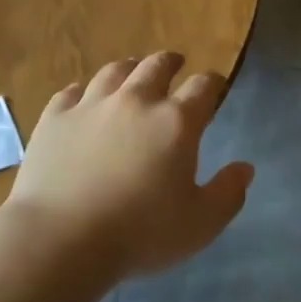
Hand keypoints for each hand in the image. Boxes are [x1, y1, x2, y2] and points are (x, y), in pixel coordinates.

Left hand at [4, 52, 253, 281]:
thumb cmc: (140, 234)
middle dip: (170, 62)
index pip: (203, 86)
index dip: (213, 83)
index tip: (215, 86)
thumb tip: (245, 168)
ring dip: (129, 68)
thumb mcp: (200, 224)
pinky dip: (81, 92)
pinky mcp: (55, 117)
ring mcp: (92, 105)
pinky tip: (81, 98)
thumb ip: (228, 194)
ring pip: (114, 71)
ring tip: (132, 70)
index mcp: (176, 121)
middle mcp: (136, 101)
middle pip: (157, 66)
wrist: (60, 239)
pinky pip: (70, 92)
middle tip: (175, 64)